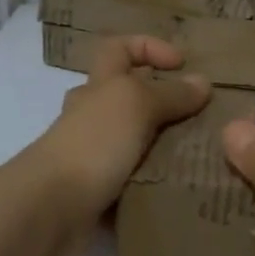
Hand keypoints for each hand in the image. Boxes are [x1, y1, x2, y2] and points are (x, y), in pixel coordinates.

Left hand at [30, 36, 209, 255]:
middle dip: (164, 102)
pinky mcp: (98, 190)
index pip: (119, 49)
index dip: (149, 47)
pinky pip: (134, 177)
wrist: (51, 208)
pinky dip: (155, 179)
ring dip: (164, 144)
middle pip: (129, 97)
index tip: (182, 64)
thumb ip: (171, 94)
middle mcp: (92, 116)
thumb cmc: (94, 143)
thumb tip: (203, 82)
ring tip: (202, 153)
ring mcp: (93, 154)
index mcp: (98, 86)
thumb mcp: (137, 105)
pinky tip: (182, 184)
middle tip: (202, 115)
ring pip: (135, 139)